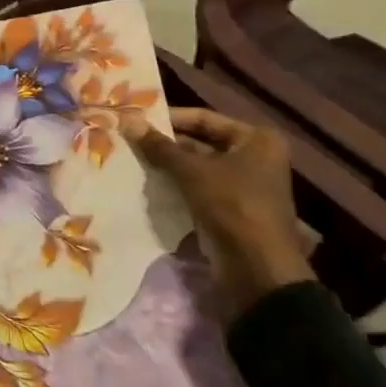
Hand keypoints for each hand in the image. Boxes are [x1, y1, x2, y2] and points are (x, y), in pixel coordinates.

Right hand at [125, 108, 312, 317]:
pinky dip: (177, 184)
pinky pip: (199, 187)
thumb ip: (159, 146)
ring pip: (198, 166)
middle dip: (167, 143)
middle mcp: (254, 157)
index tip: (136, 119)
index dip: (169, 118)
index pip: (204, 117)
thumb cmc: (232, 206)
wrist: (258, 269)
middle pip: (201, 141)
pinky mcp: (232, 207)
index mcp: (255, 139)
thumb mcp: (191, 171)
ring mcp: (244, 184)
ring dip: (169, 165)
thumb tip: (127, 120)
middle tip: (130, 140)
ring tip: (132, 159)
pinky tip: (148, 183)